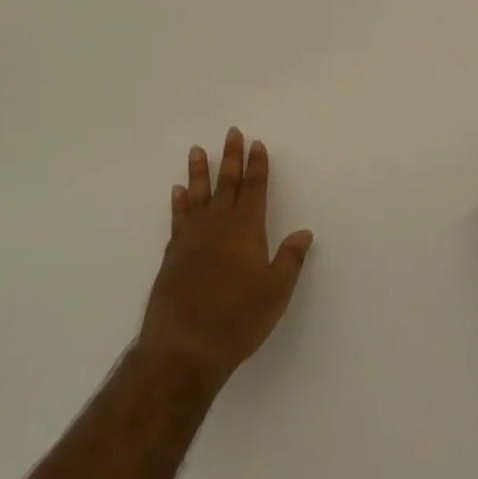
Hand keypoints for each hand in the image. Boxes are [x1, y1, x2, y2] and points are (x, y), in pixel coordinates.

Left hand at [138, 128, 313, 387]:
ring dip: (199, 171)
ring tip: (198, 150)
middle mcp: (218, 226)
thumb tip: (304, 232)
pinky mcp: (173, 253)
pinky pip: (178, 218)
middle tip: (231, 133)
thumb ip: (289, 260)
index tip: (257, 144)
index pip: (254, 190)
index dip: (257, 166)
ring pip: (197, 195)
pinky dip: (178, 202)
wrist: (184, 345)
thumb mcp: (275, 293)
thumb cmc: (238, 320)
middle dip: (231, 157)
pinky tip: (177, 191)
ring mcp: (192, 238)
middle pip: (226, 184)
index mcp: (246, 231)